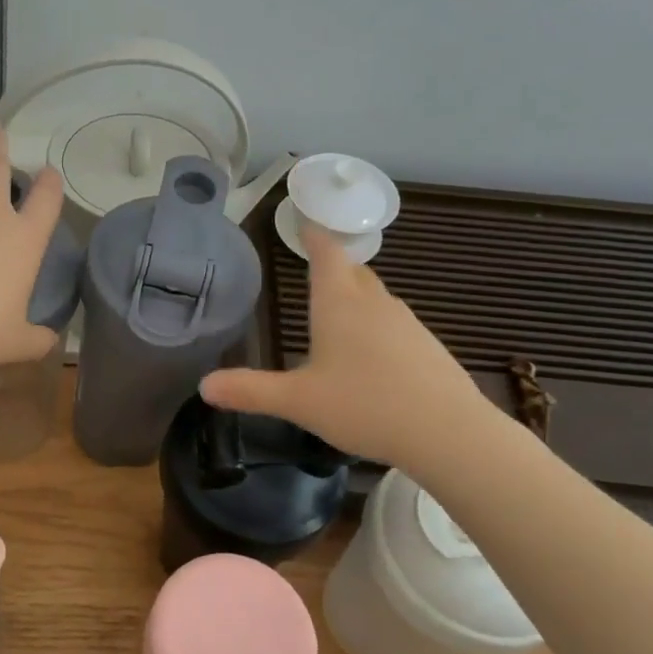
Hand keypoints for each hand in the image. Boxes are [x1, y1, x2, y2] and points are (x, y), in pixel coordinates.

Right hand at [199, 224, 498, 471]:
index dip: (314, 236)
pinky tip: (373, 357)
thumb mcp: (297, 402)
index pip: (326, 254)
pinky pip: (395, 324)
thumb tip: (204, 386)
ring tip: (340, 313)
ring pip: (377, 298)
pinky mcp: (428, 348)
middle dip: (336, 265)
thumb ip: (250, 391)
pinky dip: (378, 327)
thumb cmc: (364, 405)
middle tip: (318, 268)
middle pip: (355, 272)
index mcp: (339, 304)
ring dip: (358, 296)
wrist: (448, 433)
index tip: (306, 221)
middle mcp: (375, 304)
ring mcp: (407, 324)